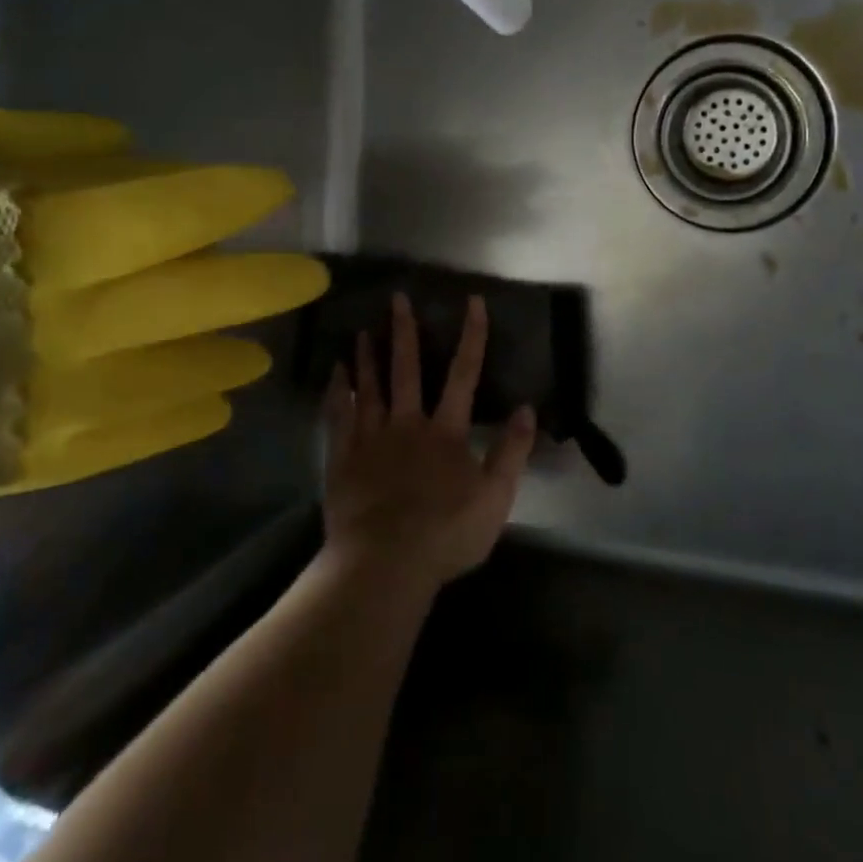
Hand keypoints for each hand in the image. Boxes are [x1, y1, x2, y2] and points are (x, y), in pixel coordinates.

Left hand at [322, 292, 536, 590]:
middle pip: (407, 370)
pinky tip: (335, 373)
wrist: (386, 564)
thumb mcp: (496, 498)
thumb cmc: (446, 534)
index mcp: (446, 432)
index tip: (473, 302)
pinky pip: (339, 416)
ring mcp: (371, 439)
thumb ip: (512, 451)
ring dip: (368, 355)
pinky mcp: (343, 459)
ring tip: (364, 327)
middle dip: (405, 331)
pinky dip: (338, 392)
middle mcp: (407, 424)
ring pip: (370, 387)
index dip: (471, 336)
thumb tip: (527, 409)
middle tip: (397, 298)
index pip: (464, 374)